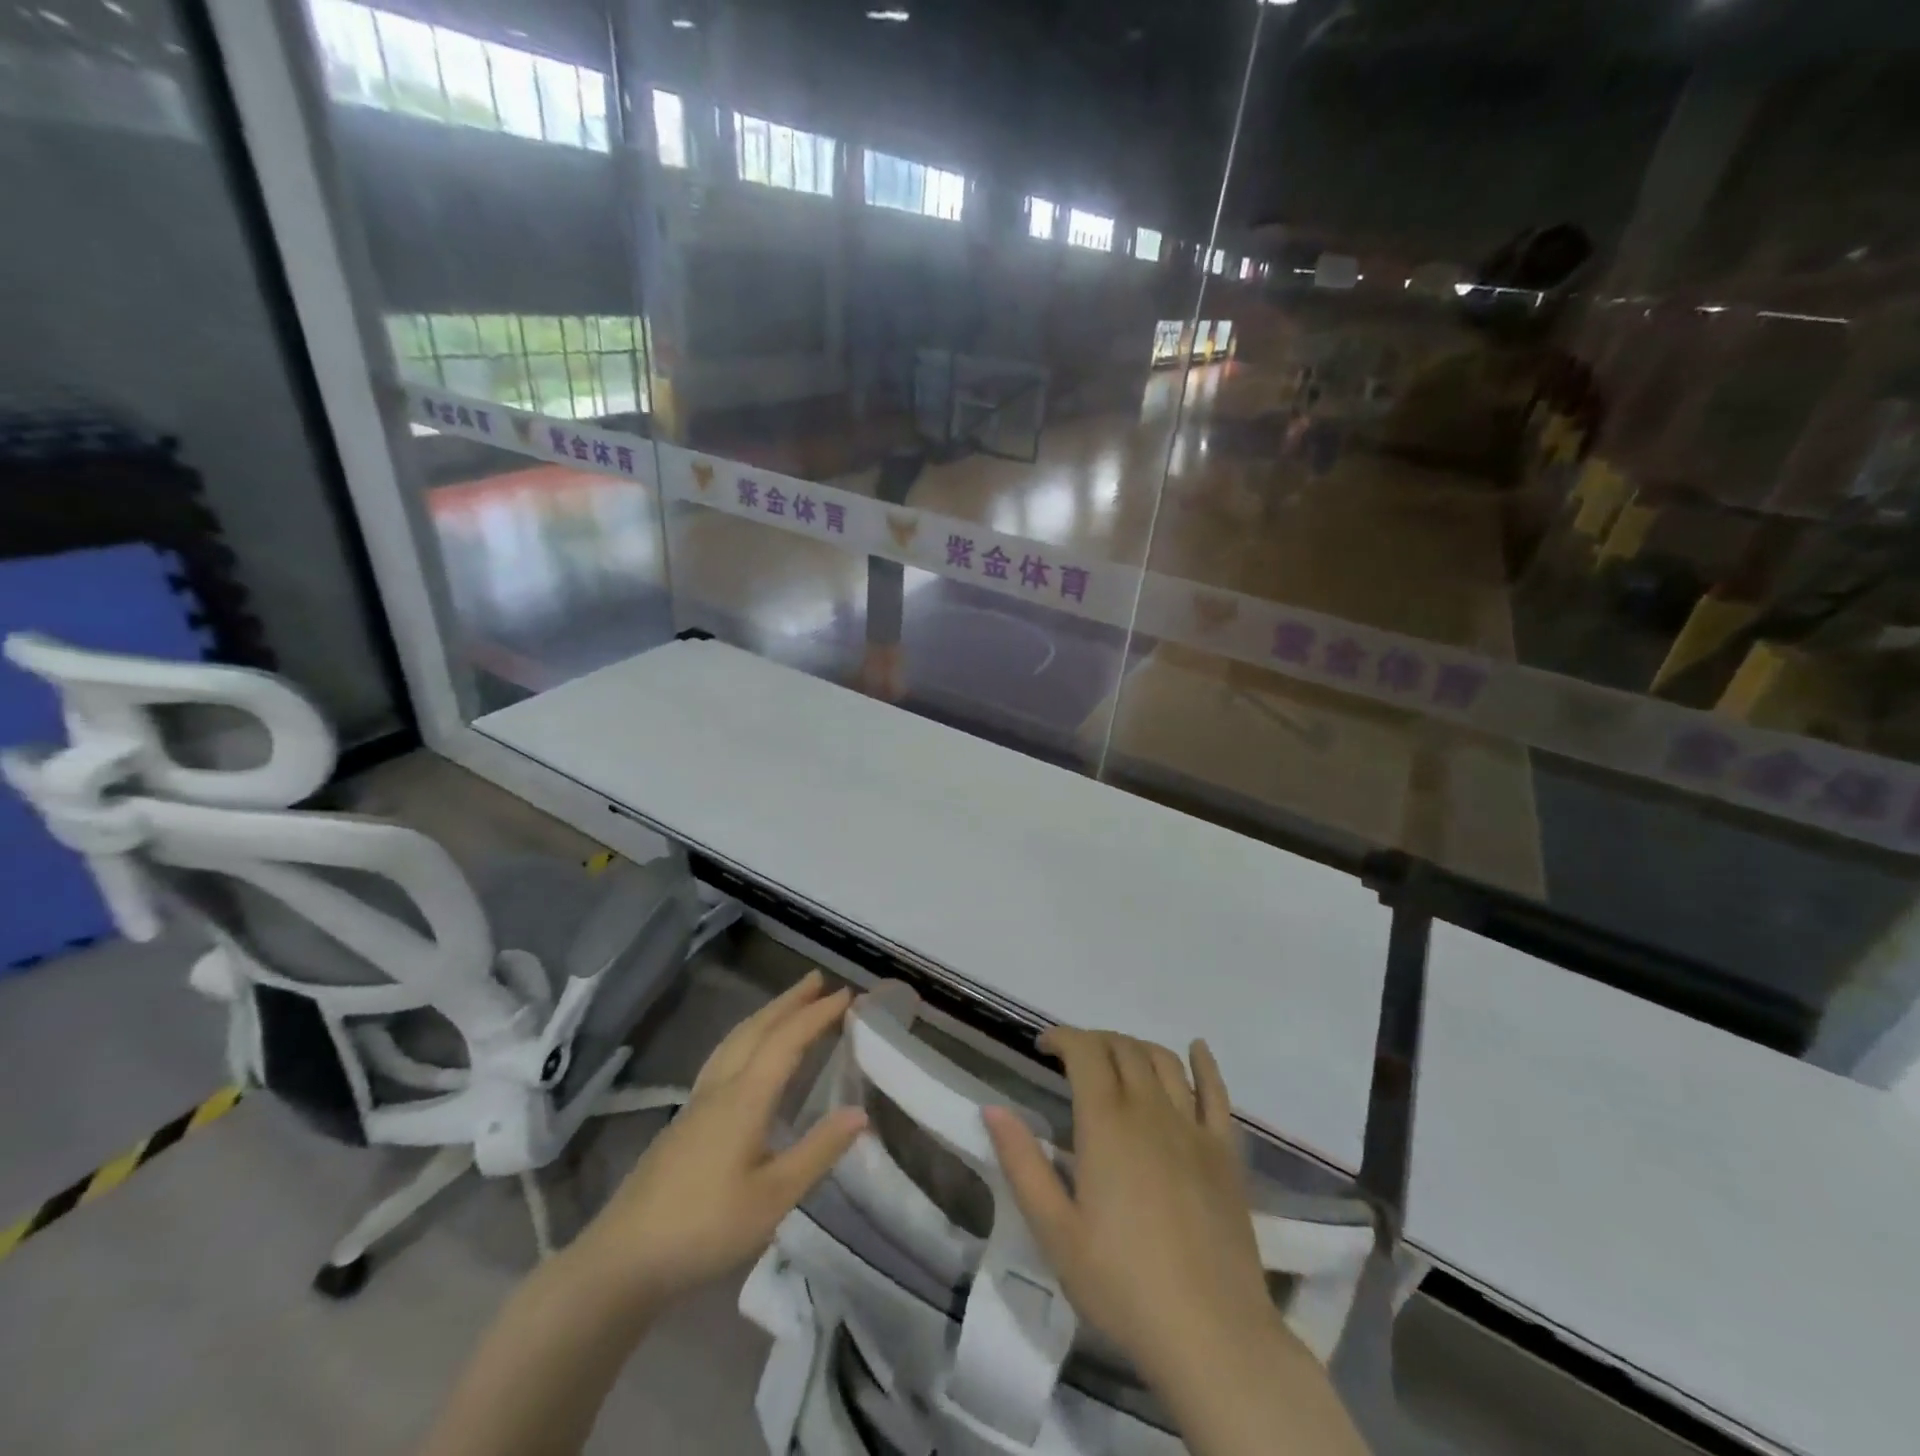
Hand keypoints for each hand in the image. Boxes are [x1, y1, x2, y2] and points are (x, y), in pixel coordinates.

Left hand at [573, 970, 865, 1306]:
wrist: (622, 1260)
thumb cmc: (704, 1228)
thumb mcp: (772, 1198)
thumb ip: (817, 1152)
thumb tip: (860, 1112)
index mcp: (745, 1098)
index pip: (787, 1041)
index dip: (817, 1015)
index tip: (847, 994)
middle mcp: (720, 1087)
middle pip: (757, 1029)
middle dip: (789, 1002)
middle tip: (818, 979)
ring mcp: (697, 1102)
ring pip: (735, 1040)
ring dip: (766, 1015)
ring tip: (788, 1004)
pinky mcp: (685, 1121)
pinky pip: (723, 1056)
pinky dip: (747, 1037)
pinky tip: (747, 1054)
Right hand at [983, 1029, 1279, 1386]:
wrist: (1211, 1335)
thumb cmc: (1122, 1285)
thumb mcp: (1054, 1231)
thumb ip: (1022, 1163)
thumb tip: (992, 1109)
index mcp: (1106, 1123)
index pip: (1085, 1051)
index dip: (1063, 1037)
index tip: (1043, 1046)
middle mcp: (1150, 1110)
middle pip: (1123, 1048)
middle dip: (1094, 1041)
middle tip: (1074, 1058)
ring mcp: (1193, 1128)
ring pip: (1164, 1061)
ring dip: (1136, 1047)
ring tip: (1118, 1058)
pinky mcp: (1225, 1152)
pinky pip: (1217, 1092)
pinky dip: (1204, 1064)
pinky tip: (1196, 1049)